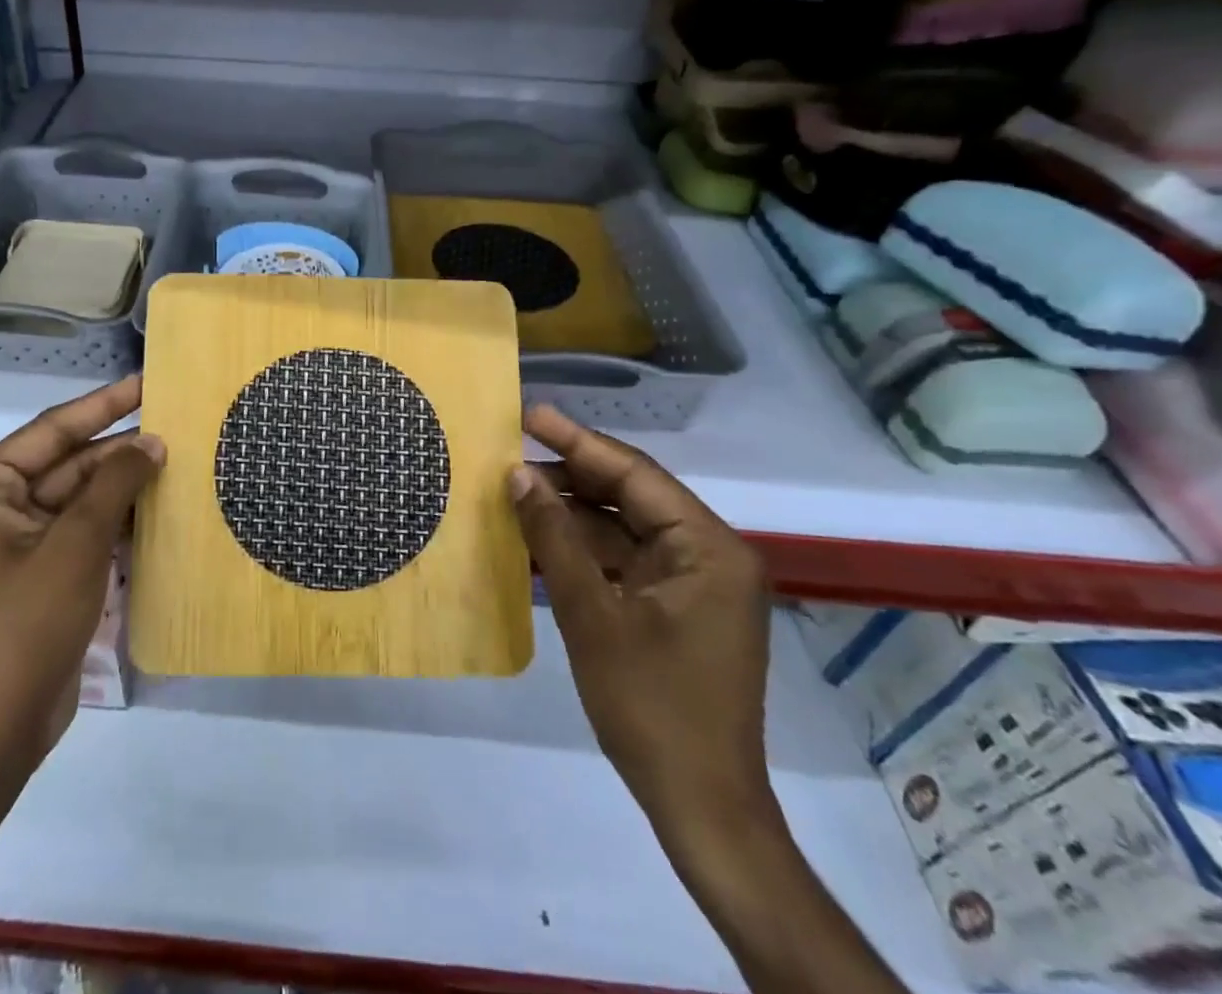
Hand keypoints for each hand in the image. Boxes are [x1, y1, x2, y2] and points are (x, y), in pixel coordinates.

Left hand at [0, 377, 163, 775]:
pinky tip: (162, 508)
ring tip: (180, 459)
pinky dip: (119, 519)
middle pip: (70, 462)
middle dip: (121, 448)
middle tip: (179, 424)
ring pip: (82, 497)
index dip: (105, 404)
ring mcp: (21, 542)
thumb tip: (152, 442)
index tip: (148, 381)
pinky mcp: (43, 572)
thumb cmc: (25, 626)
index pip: (54, 429)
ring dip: (125, 484)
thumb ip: (114, 484)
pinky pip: (85, 530)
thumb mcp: (75, 545)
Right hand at [510, 405, 773, 851]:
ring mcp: (695, 582)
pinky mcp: (677, 607)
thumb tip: (518, 475)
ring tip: (516, 492)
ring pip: (624, 527)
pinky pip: (625, 560)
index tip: (530, 415)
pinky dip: (584, 549)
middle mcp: (710, 554)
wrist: (701, 806)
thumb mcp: (592, 615)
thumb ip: (555, 537)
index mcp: (708, 548)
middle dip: (571, 475)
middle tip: (512, 453)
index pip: (634, 474)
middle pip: (631, 495)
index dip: (578, 441)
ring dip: (573, 514)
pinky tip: (539, 537)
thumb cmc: (651, 706)